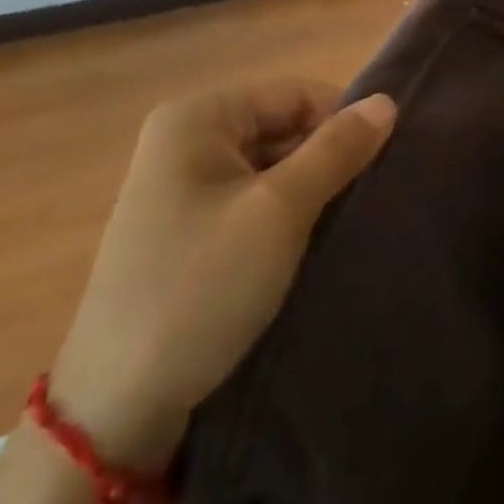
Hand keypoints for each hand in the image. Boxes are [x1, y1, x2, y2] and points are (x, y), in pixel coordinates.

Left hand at [49, 80, 395, 469]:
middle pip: (282, 127)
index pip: (295, 93)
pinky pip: (251, 201)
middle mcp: (184, 140)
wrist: (116, 409)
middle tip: (363, 203)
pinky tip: (306, 249)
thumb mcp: (280, 212)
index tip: (378, 167)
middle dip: (325, 160)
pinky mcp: (185, 229)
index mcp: (197, 117)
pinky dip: (283, 218)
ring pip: (270, 167)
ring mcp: (180, 187)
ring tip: (341, 227)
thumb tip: (387, 102)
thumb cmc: (201, 289)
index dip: (341, 122)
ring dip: (308, 192)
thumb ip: (336, 150)